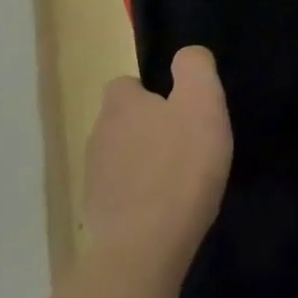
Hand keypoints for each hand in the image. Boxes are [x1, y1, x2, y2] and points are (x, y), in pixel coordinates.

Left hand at [82, 47, 231, 269]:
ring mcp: (94, 176)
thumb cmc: (181, 164)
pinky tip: (166, 206)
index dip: (153, 92)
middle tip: (189, 143)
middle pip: (124, 120)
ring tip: (181, 177)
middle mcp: (98, 134)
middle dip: (151, 127)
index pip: (126, 84)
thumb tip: (187, 54)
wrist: (147, 243)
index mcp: (121, 105)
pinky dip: (141, 193)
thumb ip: (195, 68)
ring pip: (122, 155)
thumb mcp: (203, 103)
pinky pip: (122, 190)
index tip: (181, 109)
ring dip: (146, 160)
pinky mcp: (98, 211)